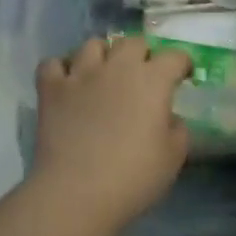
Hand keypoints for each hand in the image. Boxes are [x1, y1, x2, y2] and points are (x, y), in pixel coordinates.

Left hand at [31, 36, 191, 228]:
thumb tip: (169, 117)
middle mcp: (117, 67)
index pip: (174, 57)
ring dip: (103, 55)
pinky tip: (68, 83)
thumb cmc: (134, 177)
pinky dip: (61, 69)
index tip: (183, 77)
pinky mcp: (51, 89)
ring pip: (93, 44)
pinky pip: (53, 63)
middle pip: (133, 42)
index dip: (182, 64)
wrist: (77, 193)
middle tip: (144, 75)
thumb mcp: (174, 157)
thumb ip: (178, 129)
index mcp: (153, 80)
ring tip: (104, 73)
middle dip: (143, 54)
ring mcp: (81, 74)